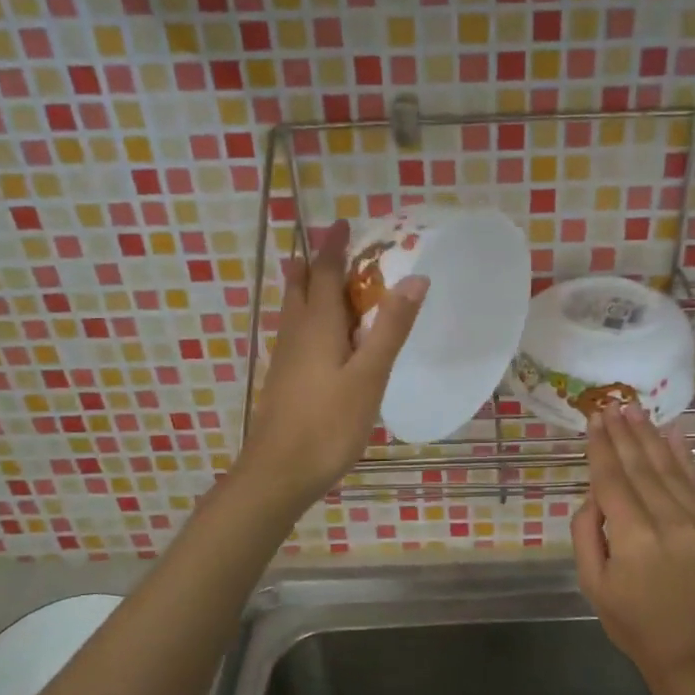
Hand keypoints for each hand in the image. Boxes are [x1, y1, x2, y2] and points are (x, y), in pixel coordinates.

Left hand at [238, 219, 425, 510]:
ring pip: (294, 308)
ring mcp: (285, 357)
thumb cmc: (328, 424)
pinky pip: (295, 331)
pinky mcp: (283, 378)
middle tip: (334, 247)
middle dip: (317, 262)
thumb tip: (416, 278)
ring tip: (317, 275)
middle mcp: (296, 332)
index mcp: (318, 325)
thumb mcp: (370, 375)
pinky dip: (307, 315)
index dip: (334, 246)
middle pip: (302, 285)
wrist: (278, 472)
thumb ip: (391, 328)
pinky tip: (316, 334)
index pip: (326, 272)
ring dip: (307, 286)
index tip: (344, 222)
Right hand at [572, 405, 694, 694]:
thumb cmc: (636, 625)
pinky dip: (684, 455)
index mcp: (634, 538)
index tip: (593, 420)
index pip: (612, 479)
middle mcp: (670, 521)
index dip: (600, 448)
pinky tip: (674, 432)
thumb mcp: (594, 586)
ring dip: (650, 436)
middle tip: (611, 405)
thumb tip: (595, 496)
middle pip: (641, 466)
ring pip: (670, 468)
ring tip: (634, 411)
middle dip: (623, 434)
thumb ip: (587, 534)